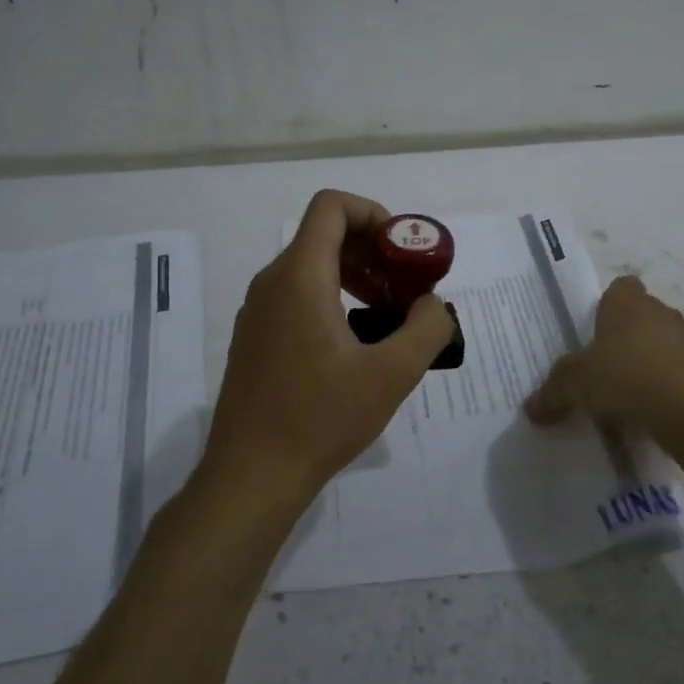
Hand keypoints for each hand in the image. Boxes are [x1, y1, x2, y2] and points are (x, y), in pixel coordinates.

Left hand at [204, 190, 457, 511]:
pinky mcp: (255, 338)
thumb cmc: (321, 418)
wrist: (251, 476)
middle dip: (374, 252)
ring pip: (311, 268)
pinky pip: (297, 296)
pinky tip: (356, 346)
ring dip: (356, 277)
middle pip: (325, 236)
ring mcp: (257, 312)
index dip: (375, 215)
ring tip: (388, 318)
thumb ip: (427, 326)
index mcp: (300, 277)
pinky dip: (333, 300)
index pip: (332, 207)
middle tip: (407, 290)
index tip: (405, 253)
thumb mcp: (392, 374)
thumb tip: (432, 304)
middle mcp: (272, 283)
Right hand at [525, 276, 683, 432]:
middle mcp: (661, 314)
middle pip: (639, 320)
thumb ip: (553, 392)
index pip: (619, 288)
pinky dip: (664, 394)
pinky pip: (677, 379)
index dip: (606, 307)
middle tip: (598, 374)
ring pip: (660, 350)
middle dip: (622, 343)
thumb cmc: (630, 377)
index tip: (591, 334)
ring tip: (622, 402)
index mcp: (628, 303)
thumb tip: (531, 409)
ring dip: (645, 370)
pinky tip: (648, 418)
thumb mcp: (576, 384)